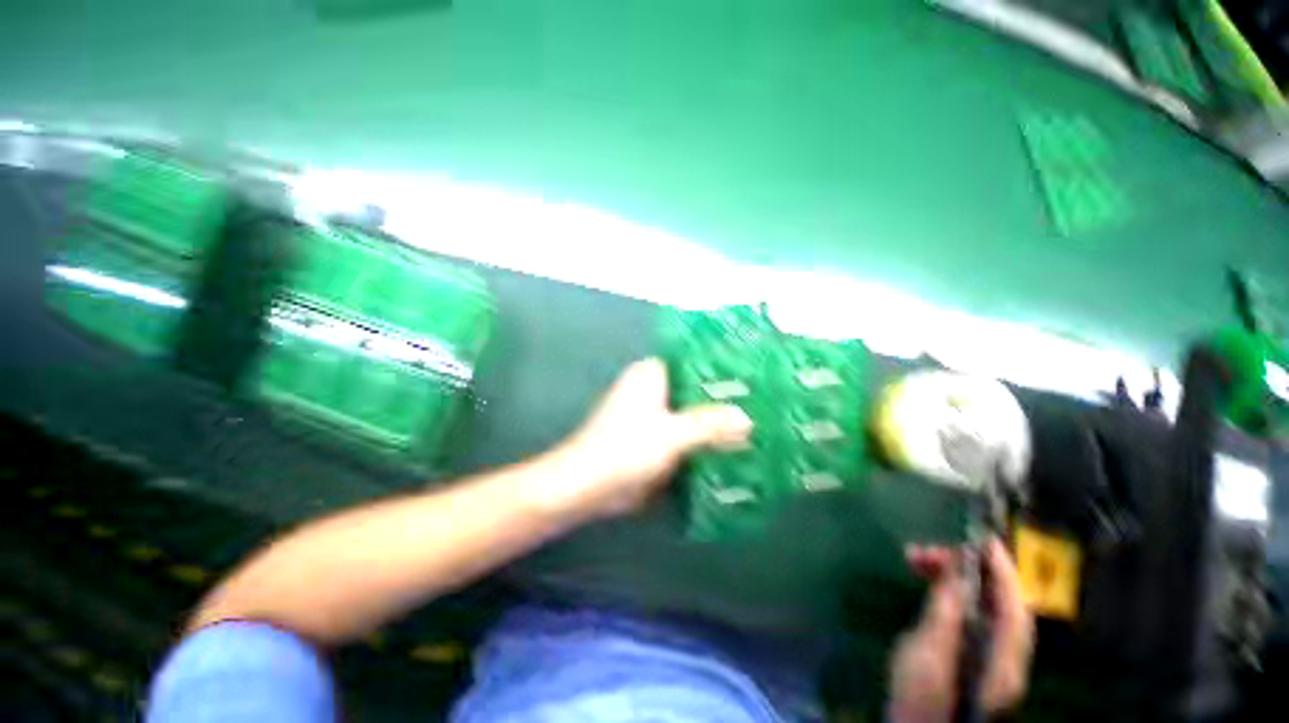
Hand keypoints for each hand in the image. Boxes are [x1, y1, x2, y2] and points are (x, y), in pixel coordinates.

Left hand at [551, 358, 751, 519]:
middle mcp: (653, 389)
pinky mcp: (653, 438)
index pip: (693, 360)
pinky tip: (730, 449)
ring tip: (754, 424)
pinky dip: (702, 440)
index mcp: (652, 374)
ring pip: (691, 412)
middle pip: (695, 389)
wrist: (586, 487)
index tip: (752, 375)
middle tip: (761, 403)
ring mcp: (653, 415)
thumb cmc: (625, 449)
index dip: (722, 366)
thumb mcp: (671, 434)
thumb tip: (748, 419)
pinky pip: (684, 433)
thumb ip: (710, 425)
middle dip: (723, 398)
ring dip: (714, 421)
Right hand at [888, 539, 1033, 722]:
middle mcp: (1004, 657)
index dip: (1002, 570)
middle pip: (996, 602)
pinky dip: (946, 592)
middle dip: (963, 569)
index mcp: (1004, 661)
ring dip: (950, 577)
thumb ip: (947, 611)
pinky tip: (925, 582)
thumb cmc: (920, 699)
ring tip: (913, 558)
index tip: (981, 537)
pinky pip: (965, 613)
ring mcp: (988, 658)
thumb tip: (957, 570)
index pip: (1014, 607)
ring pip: (979, 604)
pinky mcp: (968, 655)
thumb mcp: (929, 653)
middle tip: (923, 550)